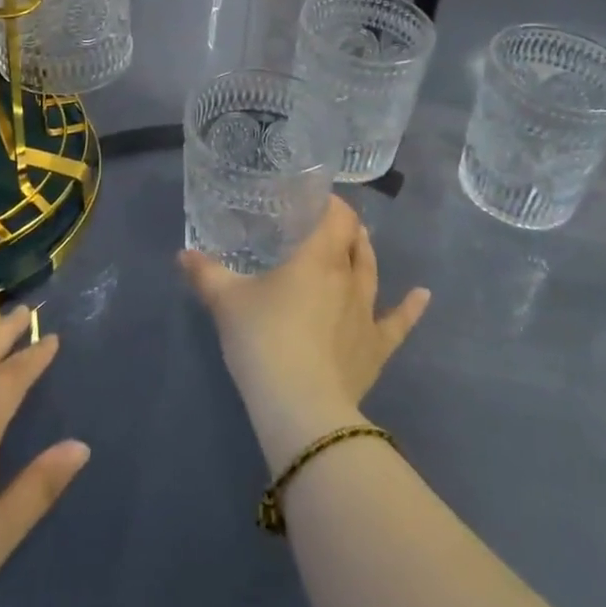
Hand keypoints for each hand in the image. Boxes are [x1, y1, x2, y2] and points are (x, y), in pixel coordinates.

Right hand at [179, 197, 429, 470]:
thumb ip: (205, 273)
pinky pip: (398, 323)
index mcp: (317, 257)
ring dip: (366, 255)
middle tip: (325, 224)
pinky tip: (423, 295)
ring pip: (372, 273)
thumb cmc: (263, 340)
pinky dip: (411, 308)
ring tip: (360, 243)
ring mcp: (366, 313)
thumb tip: (182, 254)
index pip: (336, 216)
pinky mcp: (376, 348)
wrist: (300, 406)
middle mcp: (348, 277)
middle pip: (354, 241)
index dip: (330, 203)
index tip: (313, 200)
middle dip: (343, 228)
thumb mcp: (225, 302)